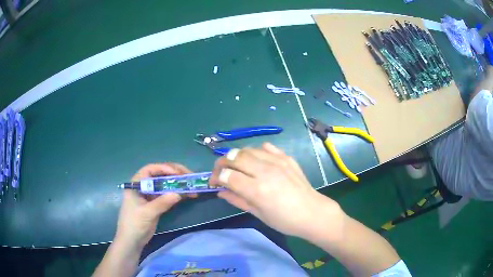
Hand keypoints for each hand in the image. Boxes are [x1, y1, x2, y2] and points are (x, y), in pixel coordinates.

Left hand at [114, 163, 195, 249]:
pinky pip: (167, 195)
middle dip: (174, 174)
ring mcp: (150, 195)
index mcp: (136, 184)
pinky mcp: (155, 204)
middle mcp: (143, 186)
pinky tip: (187, 195)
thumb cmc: (134, 224)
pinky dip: (177, 194)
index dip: (164, 168)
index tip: (177, 173)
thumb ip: (161, 203)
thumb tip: (179, 193)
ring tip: (191, 185)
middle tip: (189, 176)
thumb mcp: (147, 213)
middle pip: (159, 175)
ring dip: (178, 184)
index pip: (150, 170)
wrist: (131, 241)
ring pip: (165, 185)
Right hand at [209, 143, 343, 239]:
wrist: (313, 212)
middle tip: (220, 171)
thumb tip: (220, 191)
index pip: (227, 175)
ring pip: (248, 149)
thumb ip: (237, 200)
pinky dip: (256, 151)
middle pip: (235, 157)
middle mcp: (266, 171)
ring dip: (237, 156)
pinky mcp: (286, 158)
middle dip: (222, 162)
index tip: (213, 182)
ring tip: (236, 166)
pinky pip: (266, 147)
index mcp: (257, 190)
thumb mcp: (258, 214)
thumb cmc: (284, 220)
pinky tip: (256, 161)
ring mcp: (278, 162)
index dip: (215, 177)